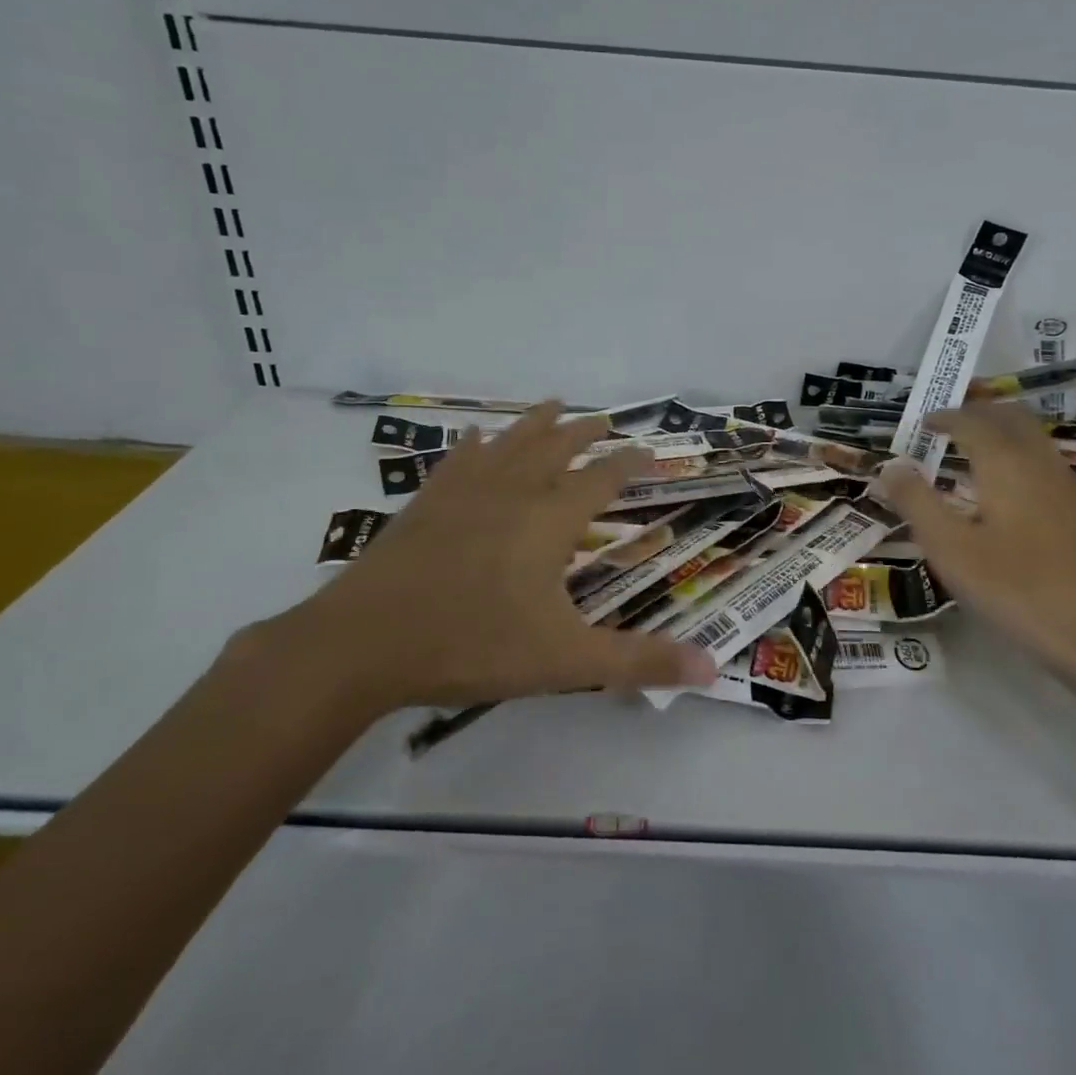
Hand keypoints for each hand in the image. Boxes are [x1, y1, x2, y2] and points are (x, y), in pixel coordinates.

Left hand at [246, 403, 718, 713]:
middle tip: (603, 419)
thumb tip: (713, 670)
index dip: (629, 462)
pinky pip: (459, 461)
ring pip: (510, 444)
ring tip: (553, 404)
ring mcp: (464, 494)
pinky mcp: (425, 505)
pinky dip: (475, 445)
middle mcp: (512, 493)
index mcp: (549, 520)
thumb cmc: (472, 645)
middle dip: (584, 432)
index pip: (602, 478)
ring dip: (535, 424)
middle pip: (556, 448)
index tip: (649, 449)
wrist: (363, 643)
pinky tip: (476, 436)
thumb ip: (638, 662)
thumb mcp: (565, 661)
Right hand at [877, 403, 1075, 707]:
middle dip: (976, 412)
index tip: (921, 423)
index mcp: (1005, 463)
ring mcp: (1063, 486)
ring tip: (970, 448)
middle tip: (947, 423)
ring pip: (1030, 436)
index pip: (972, 421)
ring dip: (999, 429)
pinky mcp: (1075, 510)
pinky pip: (1041, 459)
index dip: (944, 417)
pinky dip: (1015, 452)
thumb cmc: (1014, 588)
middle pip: (1009, 417)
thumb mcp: (950, 548)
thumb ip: (916, 502)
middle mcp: (1037, 462)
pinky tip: (1003, 486)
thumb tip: (891, 466)